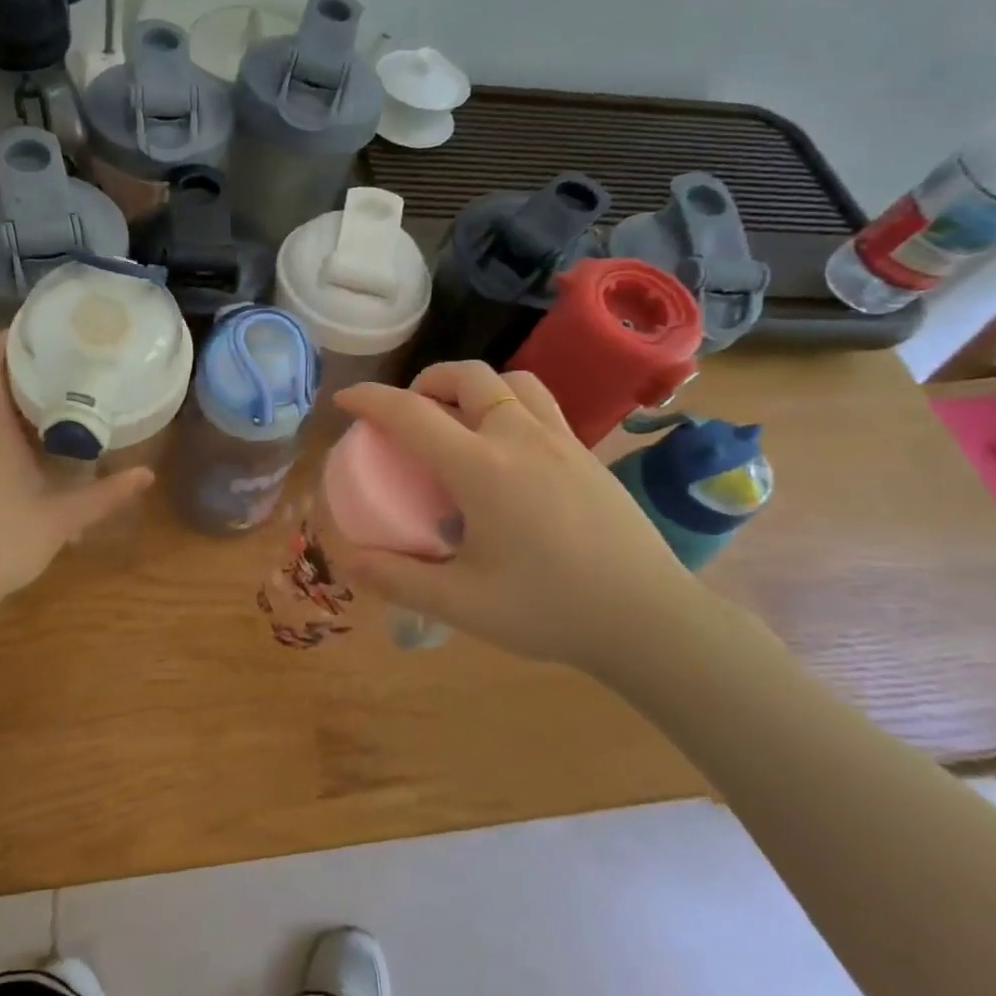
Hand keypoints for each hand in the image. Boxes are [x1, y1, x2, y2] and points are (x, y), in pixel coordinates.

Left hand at [0, 333, 152, 606]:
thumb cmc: (0, 543)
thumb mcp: (61, 519)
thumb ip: (105, 495)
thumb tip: (147, 474)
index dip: (8, 338)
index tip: (42, 324)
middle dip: (27, 364)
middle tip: (71, 355)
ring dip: (22, 396)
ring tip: (66, 390)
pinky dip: (15, 422)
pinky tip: (45, 439)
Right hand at [335, 361, 718, 666]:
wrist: (650, 620)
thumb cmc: (550, 610)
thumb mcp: (462, 603)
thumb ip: (398, 579)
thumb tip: (349, 561)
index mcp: (483, 467)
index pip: (412, 413)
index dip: (371, 400)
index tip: (345, 400)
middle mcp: (520, 437)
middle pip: (467, 375)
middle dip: (426, 381)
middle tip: (410, 415)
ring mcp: (561, 440)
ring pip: (511, 380)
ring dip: (473, 386)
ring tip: (459, 420)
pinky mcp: (587, 454)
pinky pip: (540, 403)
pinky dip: (508, 404)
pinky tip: (507, 450)